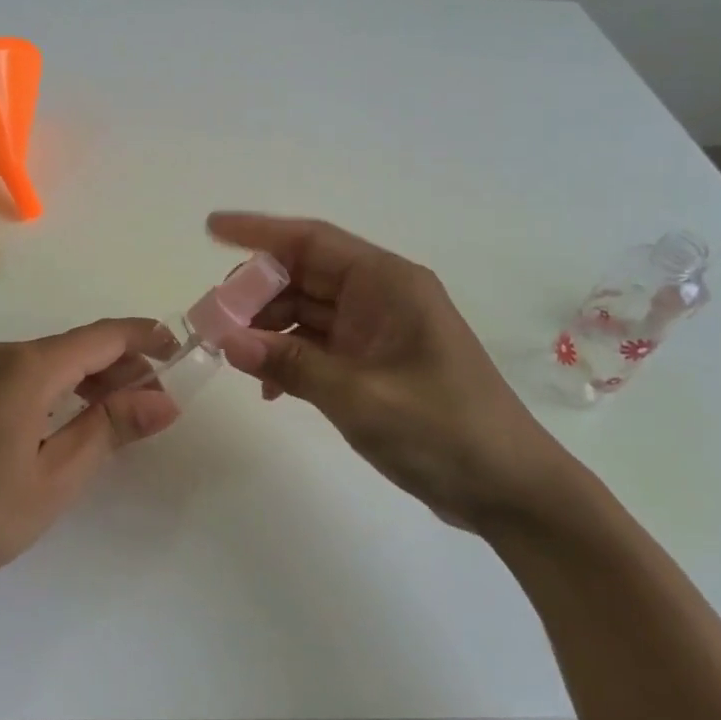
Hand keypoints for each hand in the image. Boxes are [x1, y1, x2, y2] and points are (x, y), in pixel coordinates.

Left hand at [0, 321, 180, 605]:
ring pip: (50, 365)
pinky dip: (59, 393)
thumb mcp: (54, 476)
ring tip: (123, 417)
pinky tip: (69, 425)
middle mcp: (2, 357)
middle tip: (158, 403)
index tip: (180, 351)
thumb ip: (109, 429)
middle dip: (123, 367)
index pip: (102, 336)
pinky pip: (24, 380)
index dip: (145, 339)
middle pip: (76, 348)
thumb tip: (163, 399)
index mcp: (28, 366)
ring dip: (91, 382)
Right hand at [207, 213, 570, 528]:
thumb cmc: (444, 431)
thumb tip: (227, 340)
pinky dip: (290, 358)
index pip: (312, 241)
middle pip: (303, 275)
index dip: (259, 232)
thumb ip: (292, 364)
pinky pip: (319, 345)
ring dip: (268, 329)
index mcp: (387, 284)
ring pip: (307, 311)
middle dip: (255, 292)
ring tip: (231, 354)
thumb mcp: (362, 397)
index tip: (211, 229)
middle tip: (211, 318)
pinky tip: (269, 389)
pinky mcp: (375, 363)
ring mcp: (378, 331)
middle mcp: (380, 296)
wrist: (509, 490)